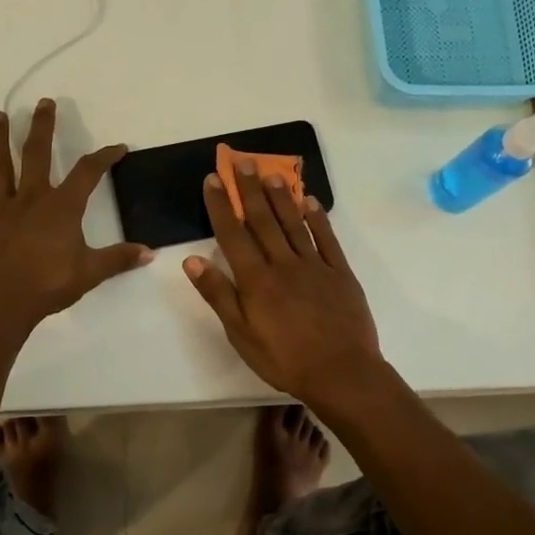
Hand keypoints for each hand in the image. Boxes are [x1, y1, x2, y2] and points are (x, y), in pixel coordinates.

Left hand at [0, 100, 151, 326]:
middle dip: (43, 127)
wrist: (1, 304)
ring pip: (0, 166)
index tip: (118, 147)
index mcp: (62, 207)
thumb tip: (150, 253)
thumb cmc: (48, 285)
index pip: (88, 173)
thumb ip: (119, 259)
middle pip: (37, 154)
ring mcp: (2, 208)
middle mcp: (32, 198)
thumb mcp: (90, 273)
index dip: (104, 157)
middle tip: (44, 102)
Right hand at [182, 159, 382, 403]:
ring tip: (270, 171)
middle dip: (250, 189)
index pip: (233, 235)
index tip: (213, 179)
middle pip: (263, 220)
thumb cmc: (285, 360)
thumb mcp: (241, 335)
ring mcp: (314, 265)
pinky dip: (317, 218)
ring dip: (281, 196)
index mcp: (256, 279)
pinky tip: (310, 202)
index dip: (222, 206)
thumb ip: (219, 295)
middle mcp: (283, 264)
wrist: (342, 373)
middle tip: (241, 160)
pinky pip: (326, 239)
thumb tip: (192, 261)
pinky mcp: (340, 273)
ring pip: (293, 223)